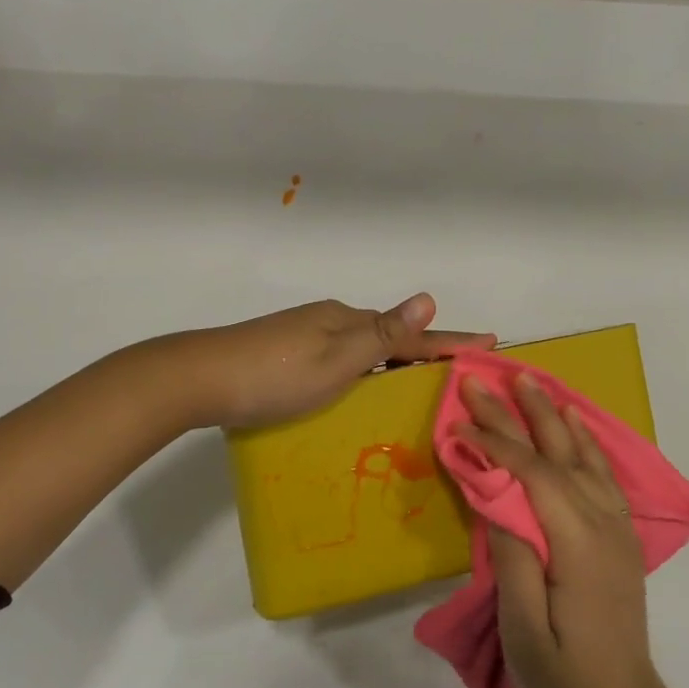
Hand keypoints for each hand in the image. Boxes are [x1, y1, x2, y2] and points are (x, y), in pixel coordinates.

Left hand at [170, 293, 494, 429]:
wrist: (199, 379)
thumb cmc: (274, 375)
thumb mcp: (336, 360)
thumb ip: (382, 334)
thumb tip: (428, 296)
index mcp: (346, 322)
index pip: (411, 332)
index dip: (449, 340)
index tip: (489, 342)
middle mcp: (330, 322)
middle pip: (389, 337)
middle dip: (424, 352)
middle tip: (456, 376)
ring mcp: (305, 336)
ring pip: (363, 348)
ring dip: (393, 364)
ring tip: (418, 389)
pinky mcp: (286, 354)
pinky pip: (341, 359)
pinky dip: (364, 372)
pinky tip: (362, 391)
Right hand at [456, 374, 680, 687]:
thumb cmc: (561, 680)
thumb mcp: (523, 627)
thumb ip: (512, 555)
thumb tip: (495, 493)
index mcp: (578, 544)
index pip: (532, 474)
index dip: (494, 442)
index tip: (458, 417)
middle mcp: (603, 524)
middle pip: (556, 454)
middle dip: (516, 413)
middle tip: (482, 378)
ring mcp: (617, 528)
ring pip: (582, 455)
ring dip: (551, 415)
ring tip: (526, 380)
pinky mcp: (620, 537)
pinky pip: (603, 473)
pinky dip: (586, 440)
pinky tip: (573, 421)